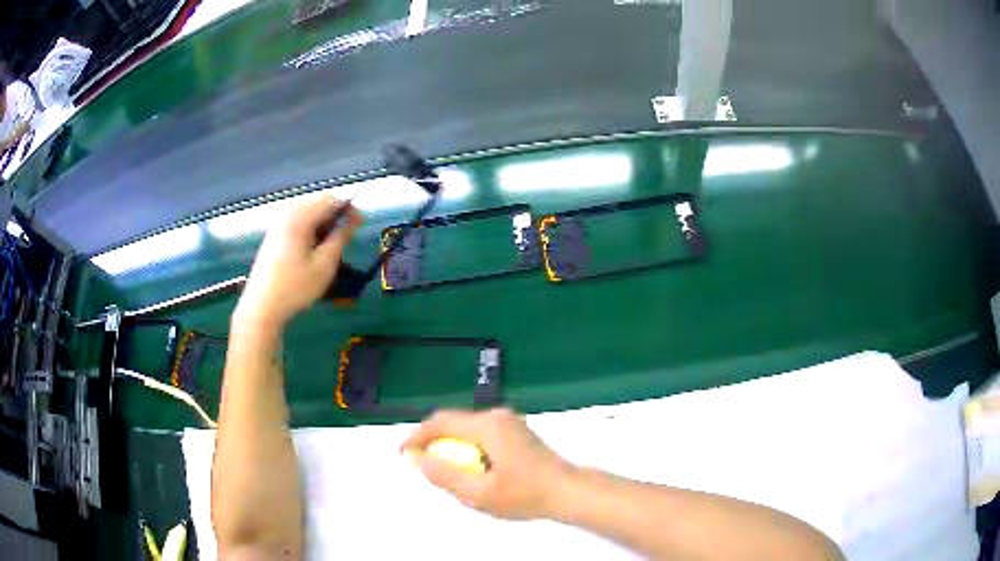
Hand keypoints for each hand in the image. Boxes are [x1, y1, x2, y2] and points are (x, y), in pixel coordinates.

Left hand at [235, 196, 361, 329]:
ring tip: (333, 243)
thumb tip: (352, 221)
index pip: (330, 200)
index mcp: (299, 218)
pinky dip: (310, 227)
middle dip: (336, 214)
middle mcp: (287, 214)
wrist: (262, 307)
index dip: (349, 208)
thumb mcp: (324, 265)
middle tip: (349, 234)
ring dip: (323, 221)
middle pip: (317, 203)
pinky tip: (314, 247)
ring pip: (307, 211)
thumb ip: (340, 238)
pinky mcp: (273, 235)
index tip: (361, 224)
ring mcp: (277, 224)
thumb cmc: (295, 287)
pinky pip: (297, 221)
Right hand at [402, 408, 574, 519]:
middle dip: (433, 442)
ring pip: (466, 428)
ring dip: (451, 446)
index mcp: (488, 426)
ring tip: (445, 471)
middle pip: (453, 422)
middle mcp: (498, 416)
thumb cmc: (526, 494)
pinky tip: (471, 470)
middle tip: (423, 466)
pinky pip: (481, 434)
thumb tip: (417, 458)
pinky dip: (467, 448)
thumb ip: (443, 475)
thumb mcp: (478, 493)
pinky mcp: (516, 432)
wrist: (567, 492)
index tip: (405, 454)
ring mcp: (509, 422)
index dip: (417, 436)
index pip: (441, 422)